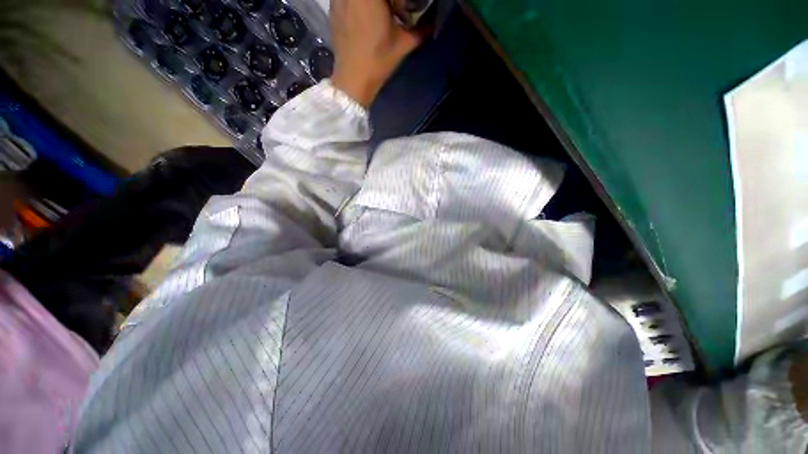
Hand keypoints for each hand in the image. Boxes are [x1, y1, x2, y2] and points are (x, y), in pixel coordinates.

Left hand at [330, 0, 425, 106]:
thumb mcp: (403, 45)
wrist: (353, 80)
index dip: (399, 1)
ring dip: (372, 3)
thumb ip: (420, 30)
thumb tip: (432, 25)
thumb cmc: (378, 61)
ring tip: (377, 15)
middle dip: (388, 1)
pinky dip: (359, 4)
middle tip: (392, 11)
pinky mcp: (332, 7)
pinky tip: (363, 18)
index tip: (402, 10)